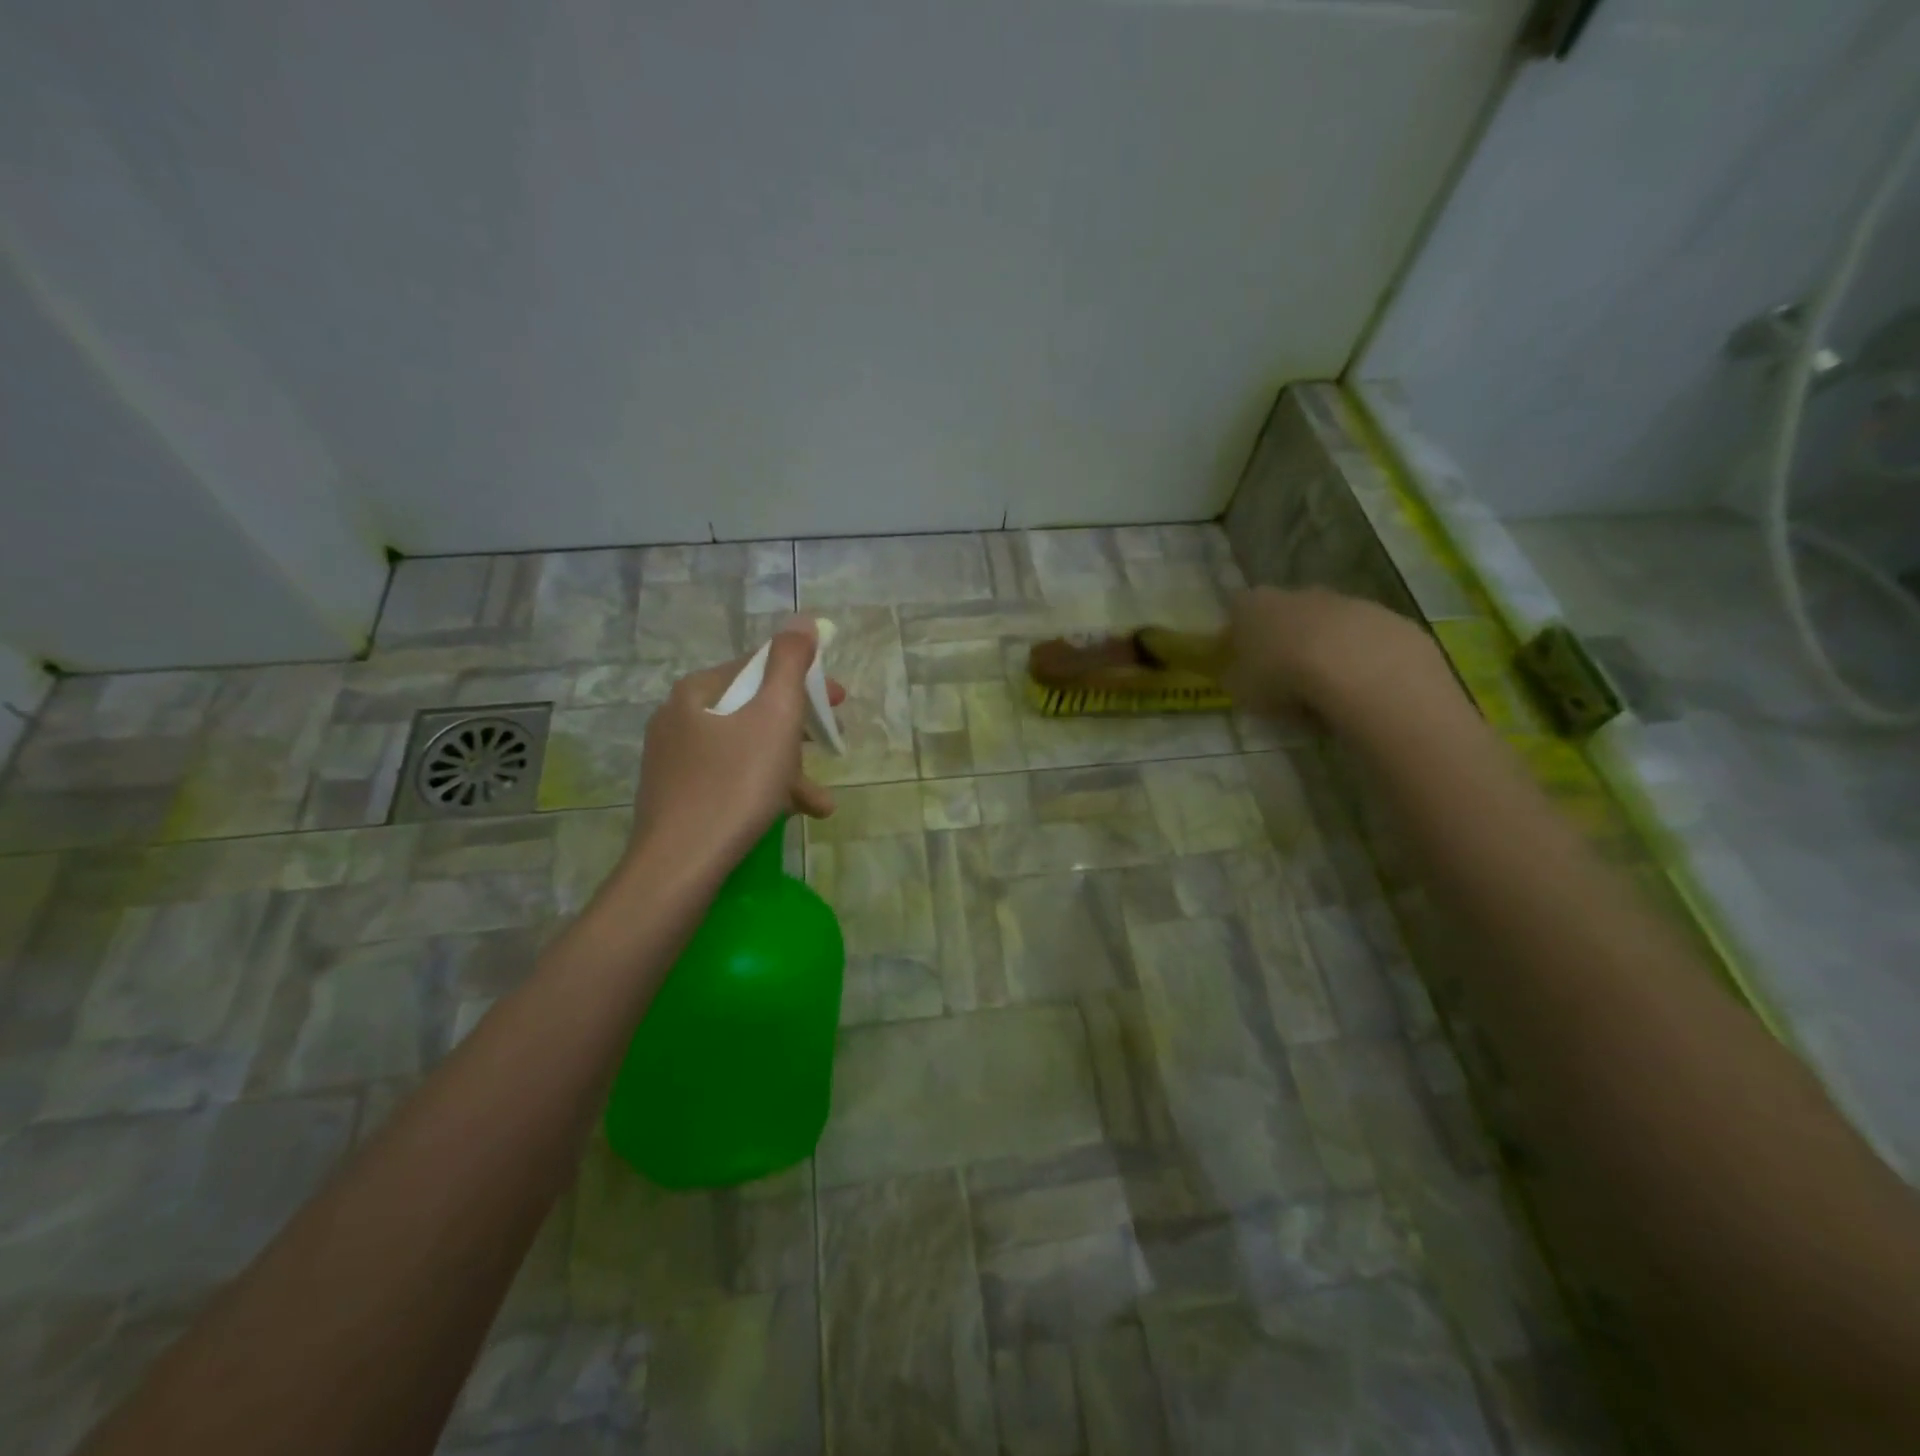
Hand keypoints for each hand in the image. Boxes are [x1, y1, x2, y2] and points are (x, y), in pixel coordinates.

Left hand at [629, 615, 845, 871]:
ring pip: (745, 750)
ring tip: (821, 801)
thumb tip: (801, 620)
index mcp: (698, 691)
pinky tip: (792, 814)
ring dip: (789, 768)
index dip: (805, 678)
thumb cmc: (735, 783)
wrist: (680, 865)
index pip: (759, 667)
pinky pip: (731, 779)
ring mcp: (674, 761)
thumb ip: (790, 662)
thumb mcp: (775, 715)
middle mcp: (679, 718)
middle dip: (801, 728)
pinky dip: (764, 790)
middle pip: (754, 709)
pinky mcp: (677, 798)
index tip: (839, 700)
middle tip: (834, 741)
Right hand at [1224, 586, 1443, 720]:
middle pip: (1284, 615)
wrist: (1360, 669)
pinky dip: (1359, 660)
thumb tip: (1238, 675)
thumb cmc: (1284, 678)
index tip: (1244, 665)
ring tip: (1326, 692)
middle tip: (1286, 681)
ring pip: (1326, 626)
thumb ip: (1236, 678)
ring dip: (1324, 651)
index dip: (1238, 638)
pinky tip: (1359, 688)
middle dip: (1285, 641)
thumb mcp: (1242, 690)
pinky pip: (1363, 640)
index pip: (1237, 612)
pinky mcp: (1384, 616)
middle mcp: (1296, 594)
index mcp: (1253, 606)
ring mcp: (1344, 601)